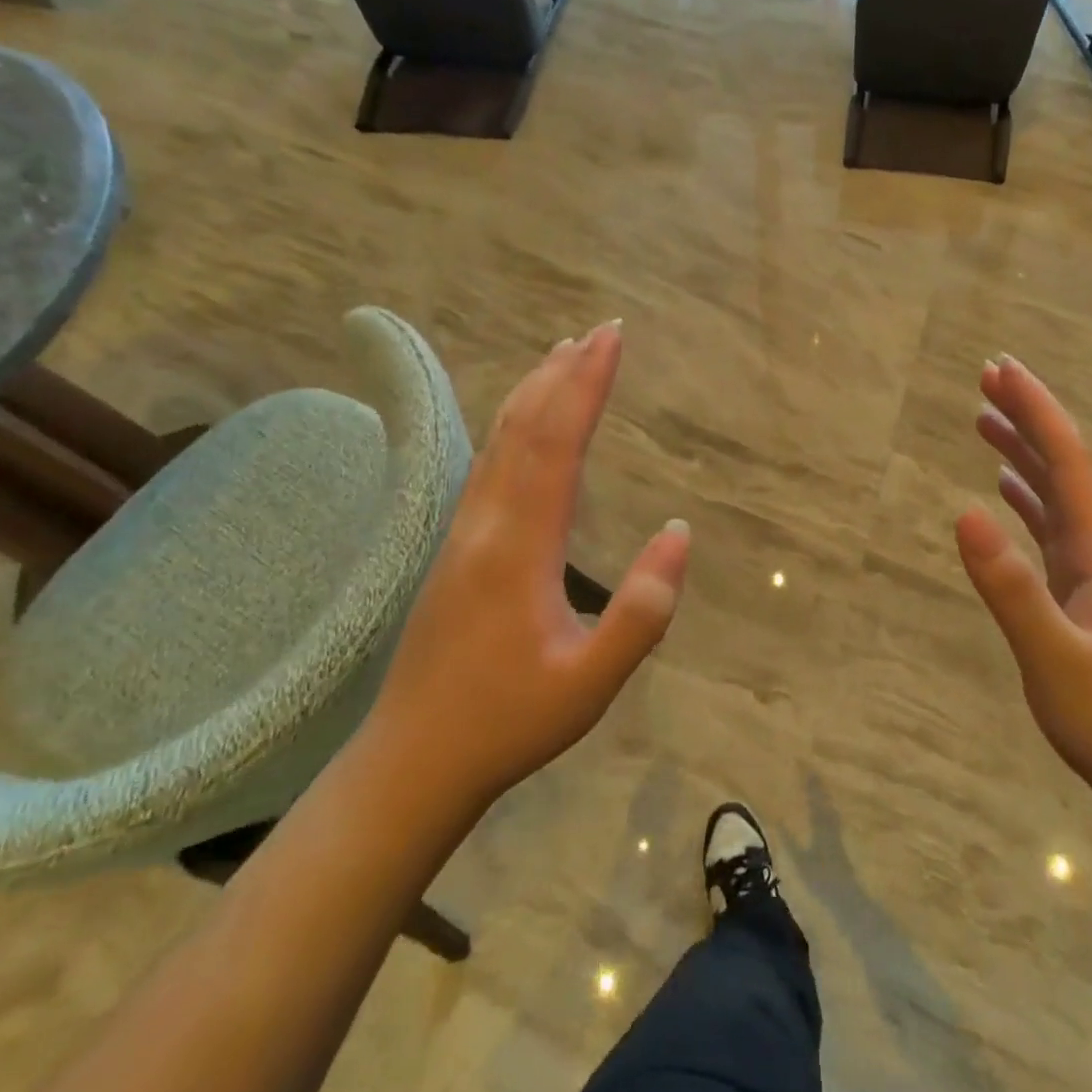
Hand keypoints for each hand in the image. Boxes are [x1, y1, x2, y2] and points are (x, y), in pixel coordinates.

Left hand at [366, 322, 690, 833]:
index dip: (585, 386)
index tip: (612, 340)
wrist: (412, 761)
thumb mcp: (592, 681)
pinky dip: (515, 425)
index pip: (556, 445)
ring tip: (563, 356)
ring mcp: (464, 533)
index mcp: (520, 547)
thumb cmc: (509, 722)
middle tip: (599, 331)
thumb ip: (642, 611)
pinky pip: (490, 464)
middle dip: (563, 373)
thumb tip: (680, 532)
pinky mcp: (457, 548)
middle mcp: (486, 524)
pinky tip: (526, 425)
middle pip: (523, 428)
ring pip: (500, 442)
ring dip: (534, 392)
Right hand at [955, 355, 1091, 818]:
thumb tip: (964, 512)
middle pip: (1065, 466)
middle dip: (1027, 418)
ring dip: (1024, 455)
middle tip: (986, 378)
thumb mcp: (1056, 659)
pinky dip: (1029, 500)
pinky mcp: (1089, 597)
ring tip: (985, 423)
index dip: (1035, 410)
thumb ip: (1010, 587)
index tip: (1001, 369)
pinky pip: (1054, 529)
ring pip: (1058, 495)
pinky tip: (1008, 494)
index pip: (1068, 461)